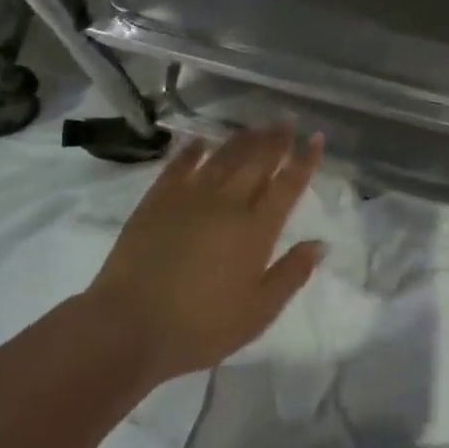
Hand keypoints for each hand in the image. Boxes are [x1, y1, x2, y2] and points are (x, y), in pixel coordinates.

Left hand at [85, 124, 324, 385]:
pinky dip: (193, 150)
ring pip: (224, 157)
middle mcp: (228, 203)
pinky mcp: (157, 199)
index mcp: (256, 229)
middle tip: (288, 120)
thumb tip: (320, 243)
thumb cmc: (200, 327)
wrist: (128, 326)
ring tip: (257, 124)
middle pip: (258, 161)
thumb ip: (291, 274)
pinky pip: (180, 165)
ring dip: (244, 139)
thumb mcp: (258, 312)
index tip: (317, 139)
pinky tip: (201, 141)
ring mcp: (190, 197)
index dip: (305, 161)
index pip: (288, 185)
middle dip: (277, 139)